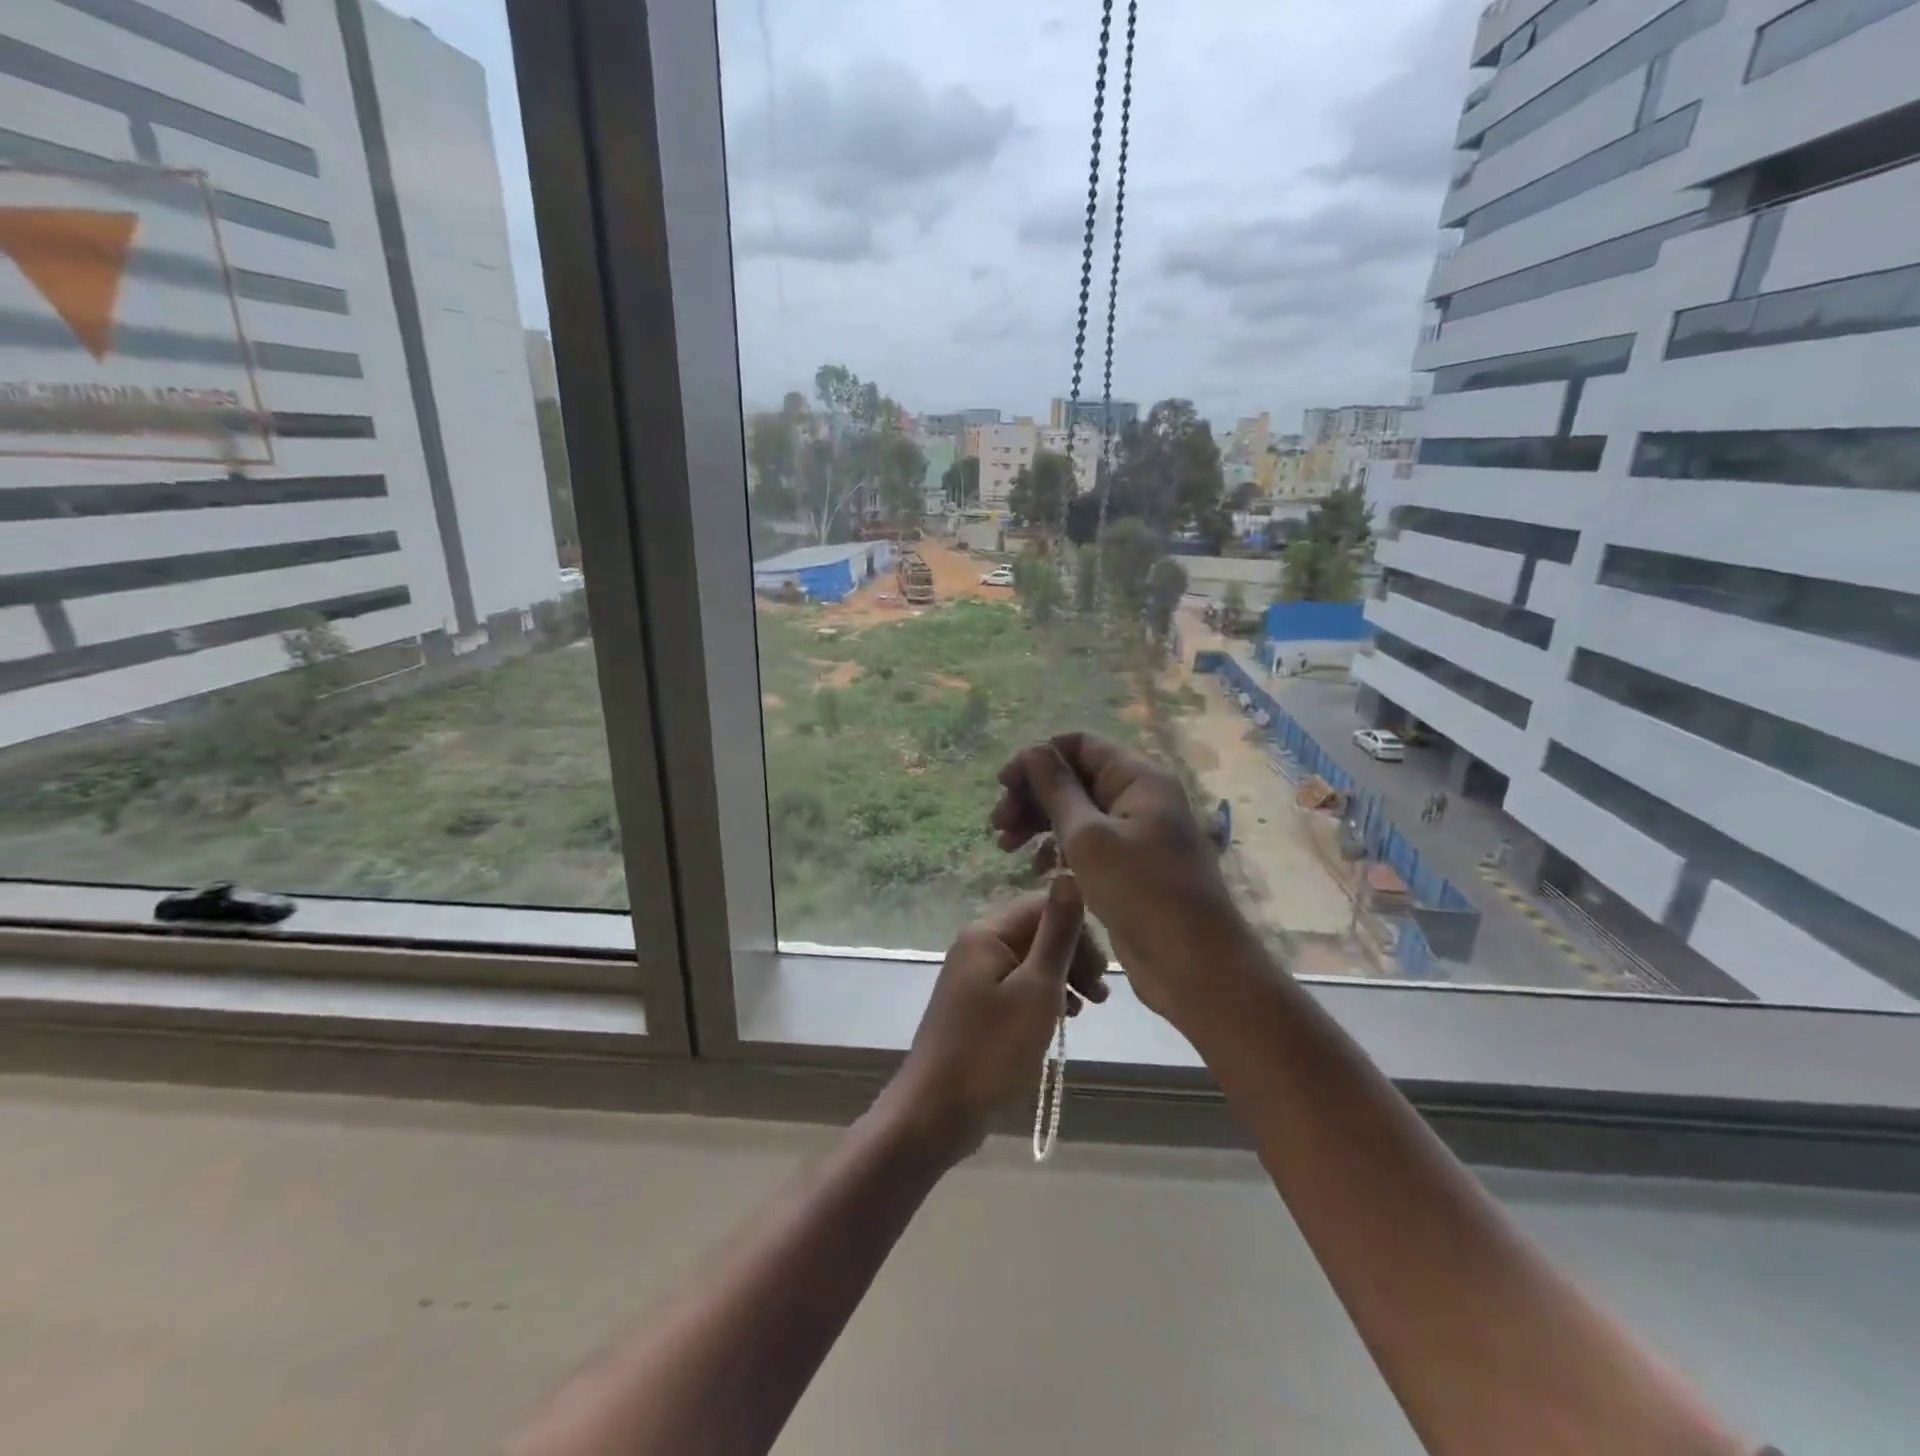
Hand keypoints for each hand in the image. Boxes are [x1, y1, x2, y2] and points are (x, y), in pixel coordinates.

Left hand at [885, 877, 1109, 1160]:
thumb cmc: (991, 1050)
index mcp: (987, 932)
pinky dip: (1043, 998)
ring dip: (1063, 979)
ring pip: (1030, 962)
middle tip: (1100, 996)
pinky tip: (1060, 1021)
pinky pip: (1017, 987)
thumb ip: (1056, 933)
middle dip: (1074, 957)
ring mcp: (973, 977)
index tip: (1101, 973)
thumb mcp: (1036, 989)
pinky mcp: (975, 1006)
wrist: (935, 1112)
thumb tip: (1068, 874)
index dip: (1079, 932)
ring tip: (1087, 1009)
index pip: (1043, 906)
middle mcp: (977, 945)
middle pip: (1037, 932)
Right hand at [990, 732, 1259, 1025]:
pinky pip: (1086, 844)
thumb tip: (1032, 750)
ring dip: (1039, 823)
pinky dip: (1058, 850)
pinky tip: (1037, 870)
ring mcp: (1135, 835)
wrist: (1194, 965)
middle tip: (998, 825)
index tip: (1003, 784)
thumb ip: (1057, 790)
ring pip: (1076, 813)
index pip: (1080, 745)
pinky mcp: (1129, 867)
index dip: (1038, 758)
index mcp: (1138, 779)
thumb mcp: (1088, 837)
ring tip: (1006, 847)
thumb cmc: (1141, 892)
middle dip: (1033, 795)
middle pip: (1075, 779)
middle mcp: (1138, 799)